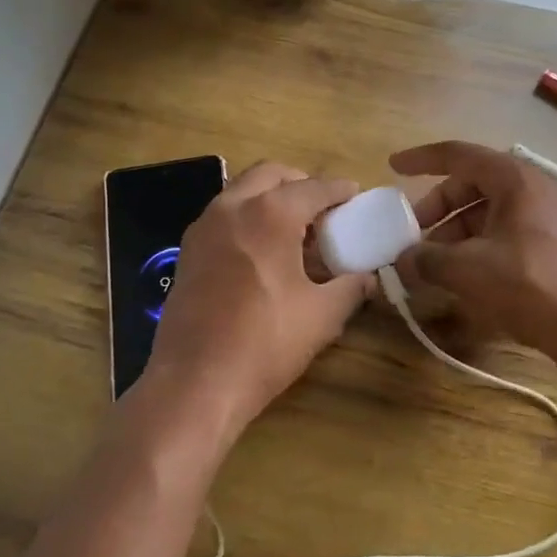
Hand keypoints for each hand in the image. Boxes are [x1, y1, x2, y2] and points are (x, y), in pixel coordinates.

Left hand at [141, 162, 372, 436]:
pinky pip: (223, 216)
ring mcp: (204, 227)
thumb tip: (368, 278)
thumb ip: (350, 289)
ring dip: (270, 198)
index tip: (355, 194)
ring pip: (242, 191)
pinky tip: (262, 251)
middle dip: (300, 183)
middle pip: (271, 174)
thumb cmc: (265, 344)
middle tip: (322, 208)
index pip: (313, 188)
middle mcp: (233, 207)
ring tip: (294, 230)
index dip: (339, 190)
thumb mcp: (321, 316)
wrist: (194, 383)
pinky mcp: (187, 251)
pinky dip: (247, 217)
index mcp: (270, 214)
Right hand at [390, 140, 556, 363]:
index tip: (393, 167)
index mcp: (512, 178)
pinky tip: (459, 273)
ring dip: (453, 231)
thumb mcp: (467, 269)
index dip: (421, 159)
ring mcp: (544, 215)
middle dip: (436, 208)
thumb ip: (427, 259)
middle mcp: (531, 187)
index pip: (458, 155)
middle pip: (470, 184)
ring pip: (485, 210)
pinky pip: (502, 230)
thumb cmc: (526, 284)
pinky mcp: (549, 242)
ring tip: (431, 263)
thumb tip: (403, 260)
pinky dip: (475, 244)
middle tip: (411, 234)